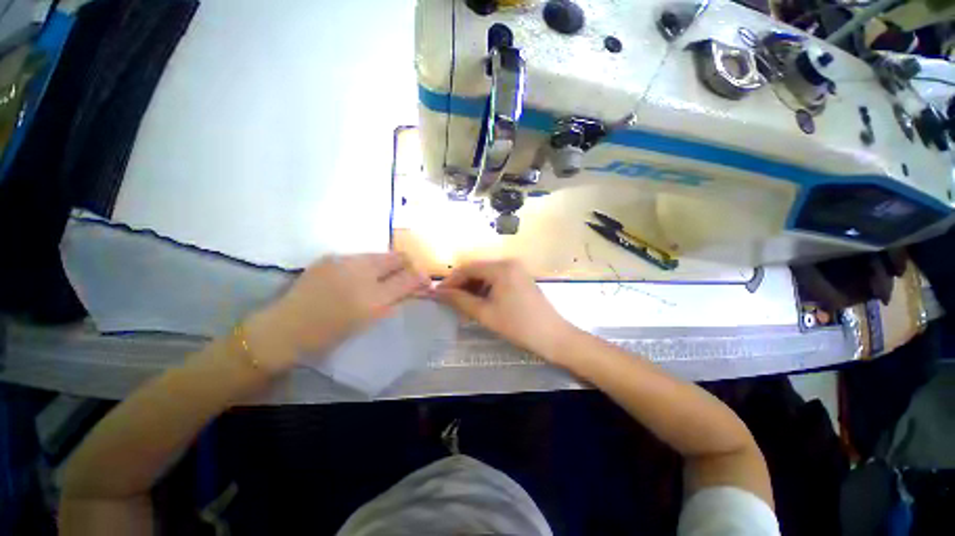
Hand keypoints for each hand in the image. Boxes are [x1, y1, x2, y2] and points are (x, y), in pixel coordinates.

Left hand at [244, 253, 429, 372]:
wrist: (285, 328)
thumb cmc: (330, 332)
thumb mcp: (369, 320)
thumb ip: (394, 300)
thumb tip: (413, 287)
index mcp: (372, 298)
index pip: (409, 278)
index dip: (421, 277)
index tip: (425, 281)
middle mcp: (361, 273)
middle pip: (397, 257)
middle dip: (407, 264)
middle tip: (406, 275)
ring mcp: (343, 261)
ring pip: (378, 255)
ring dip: (386, 265)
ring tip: (381, 278)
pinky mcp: (329, 257)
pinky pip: (359, 257)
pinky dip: (366, 265)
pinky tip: (357, 277)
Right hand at [435, 259, 574, 359]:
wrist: (553, 336)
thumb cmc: (518, 325)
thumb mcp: (485, 313)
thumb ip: (459, 300)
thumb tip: (437, 293)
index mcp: (500, 267)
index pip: (467, 268)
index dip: (450, 281)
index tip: (437, 294)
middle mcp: (508, 262)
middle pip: (477, 269)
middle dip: (461, 284)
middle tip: (449, 301)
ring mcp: (516, 269)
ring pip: (486, 274)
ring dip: (473, 287)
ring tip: (463, 304)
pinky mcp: (520, 277)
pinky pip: (497, 278)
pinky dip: (485, 289)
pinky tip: (480, 301)